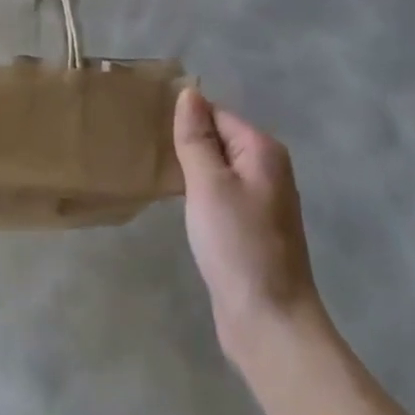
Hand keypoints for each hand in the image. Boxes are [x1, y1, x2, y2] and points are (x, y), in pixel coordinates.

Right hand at [174, 88, 323, 362]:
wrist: (268, 321)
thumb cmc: (237, 244)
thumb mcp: (208, 183)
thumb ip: (196, 137)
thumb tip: (189, 93)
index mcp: (263, 151)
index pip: (216, 113)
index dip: (185, 120)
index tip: (148, 128)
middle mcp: (268, 169)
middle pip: (219, 138)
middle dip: (187, 142)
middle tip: (146, 149)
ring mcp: (262, 201)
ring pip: (218, 167)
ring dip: (191, 169)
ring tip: (155, 172)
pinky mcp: (251, 227)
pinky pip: (220, 193)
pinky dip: (199, 193)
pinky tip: (178, 203)